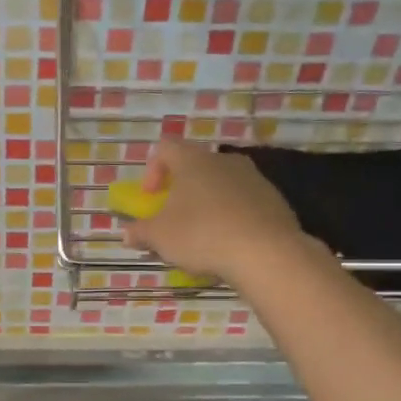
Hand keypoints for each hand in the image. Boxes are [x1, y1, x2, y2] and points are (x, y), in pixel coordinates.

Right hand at [122, 138, 305, 285]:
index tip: (151, 198)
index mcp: (192, 160)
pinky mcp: (274, 199)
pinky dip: (233, 216)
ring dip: (208, 203)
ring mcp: (253, 177)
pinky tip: (230, 243)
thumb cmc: (202, 235)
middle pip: (195, 166)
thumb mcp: (160, 237)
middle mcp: (224, 160)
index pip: (165, 148)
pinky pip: (245, 202)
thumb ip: (140, 232)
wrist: (266, 252)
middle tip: (175, 218)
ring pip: (221, 184)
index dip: (152, 170)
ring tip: (204, 235)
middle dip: (182, 190)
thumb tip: (127, 233)